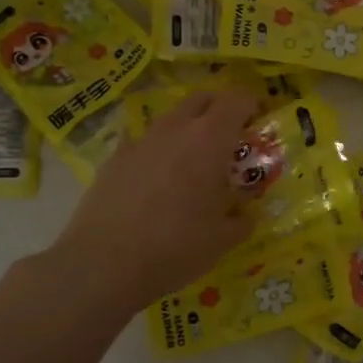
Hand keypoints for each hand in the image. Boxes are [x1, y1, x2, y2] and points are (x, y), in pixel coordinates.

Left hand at [49, 86, 261, 311]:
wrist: (104, 264)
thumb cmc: (176, 246)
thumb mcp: (222, 240)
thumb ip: (241, 220)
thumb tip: (245, 216)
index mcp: (210, 139)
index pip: (237, 98)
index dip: (252, 105)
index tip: (258, 124)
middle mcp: (175, 128)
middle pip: (202, 98)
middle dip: (220, 110)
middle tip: (230, 140)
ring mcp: (140, 140)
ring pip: (171, 118)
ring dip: (187, 129)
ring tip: (193, 163)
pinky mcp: (114, 158)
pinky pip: (143, 142)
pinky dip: (157, 151)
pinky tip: (156, 180)